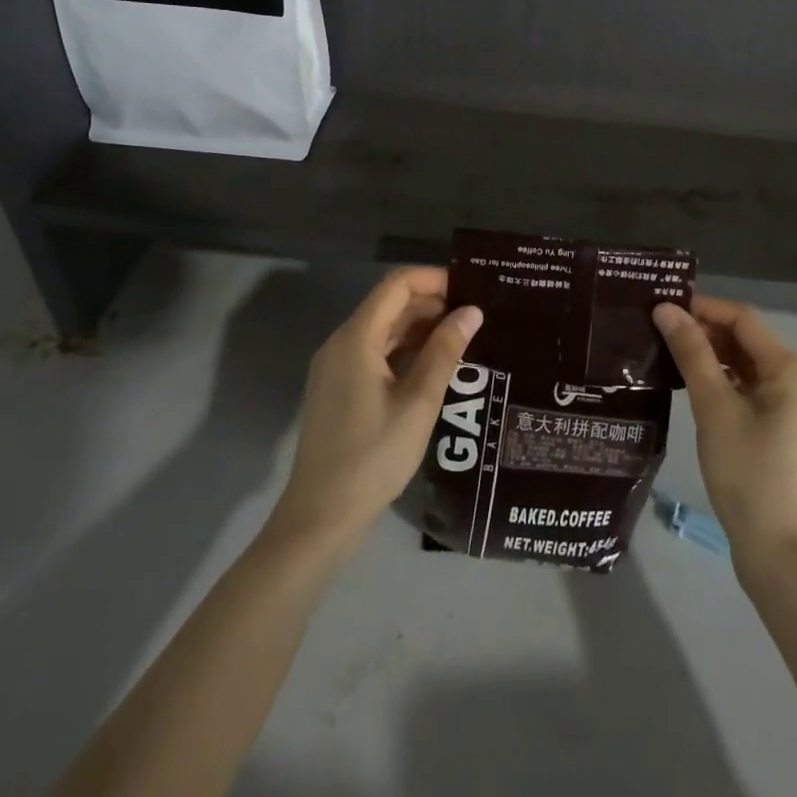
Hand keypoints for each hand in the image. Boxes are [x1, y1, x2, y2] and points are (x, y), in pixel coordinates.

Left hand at [266, 268, 482, 554]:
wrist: (321, 516)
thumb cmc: (373, 456)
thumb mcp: (419, 402)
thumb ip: (445, 351)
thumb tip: (472, 311)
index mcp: (356, 337)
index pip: (397, 284)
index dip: (434, 279)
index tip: (471, 290)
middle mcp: (342, 342)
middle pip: (390, 304)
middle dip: (432, 304)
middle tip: (475, 319)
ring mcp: (336, 366)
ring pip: (383, 329)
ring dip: (421, 328)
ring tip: (463, 341)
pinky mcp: (338, 388)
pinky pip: (375, 352)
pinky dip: (405, 350)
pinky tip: (434, 366)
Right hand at [654, 297, 796, 569]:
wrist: (781, 553)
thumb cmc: (748, 473)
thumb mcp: (714, 408)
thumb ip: (691, 353)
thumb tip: (666, 309)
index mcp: (789, 369)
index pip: (742, 319)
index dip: (702, 307)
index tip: (661, 307)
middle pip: (745, 340)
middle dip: (704, 331)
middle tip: (657, 329)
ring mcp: (792, 408)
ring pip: (745, 366)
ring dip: (710, 356)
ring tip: (666, 353)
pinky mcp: (782, 430)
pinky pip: (749, 389)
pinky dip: (721, 381)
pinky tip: (690, 386)